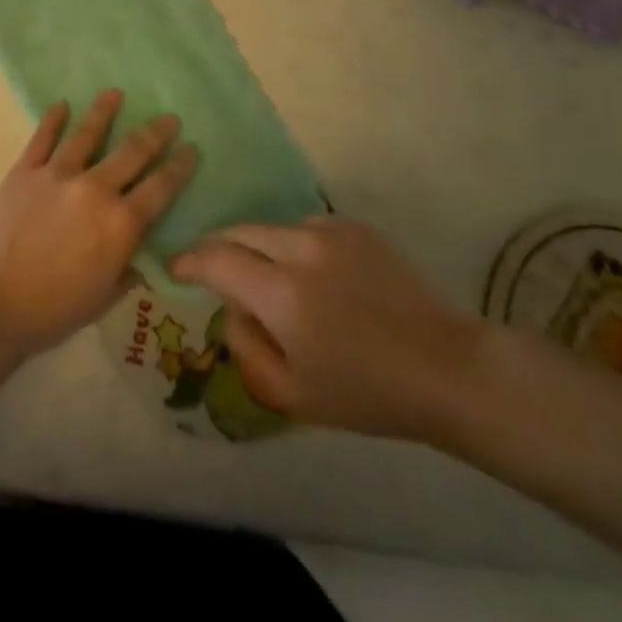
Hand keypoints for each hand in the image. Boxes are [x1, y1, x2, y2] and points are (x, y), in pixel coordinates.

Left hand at [0, 89, 196, 356]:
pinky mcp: (25, 171)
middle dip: (156, 133)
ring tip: (115, 93)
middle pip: (132, 152)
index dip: (180, 167)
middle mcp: (95, 190)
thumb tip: (138, 254)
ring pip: (87, 134)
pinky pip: (42, 138)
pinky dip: (53, 119)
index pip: (160, 189)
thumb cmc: (54, 311)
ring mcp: (57, 175)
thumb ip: (126, 270)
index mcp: (120, 224)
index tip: (192, 149)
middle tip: (169, 118)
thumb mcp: (104, 298)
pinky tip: (61, 105)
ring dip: (104, 111)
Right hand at [170, 217, 484, 442]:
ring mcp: (329, 231)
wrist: (445, 368)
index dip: (190, 260)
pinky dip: (293, 244)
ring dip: (258, 246)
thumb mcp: (291, 395)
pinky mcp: (354, 226)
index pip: (216, 259)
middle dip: (218, 246)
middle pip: (239, 231)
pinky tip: (311, 273)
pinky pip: (305, 226)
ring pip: (271, 226)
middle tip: (210, 266)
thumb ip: (245, 346)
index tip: (176, 267)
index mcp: (280, 293)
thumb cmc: (366, 393)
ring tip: (267, 275)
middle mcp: (299, 248)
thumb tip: (230, 307)